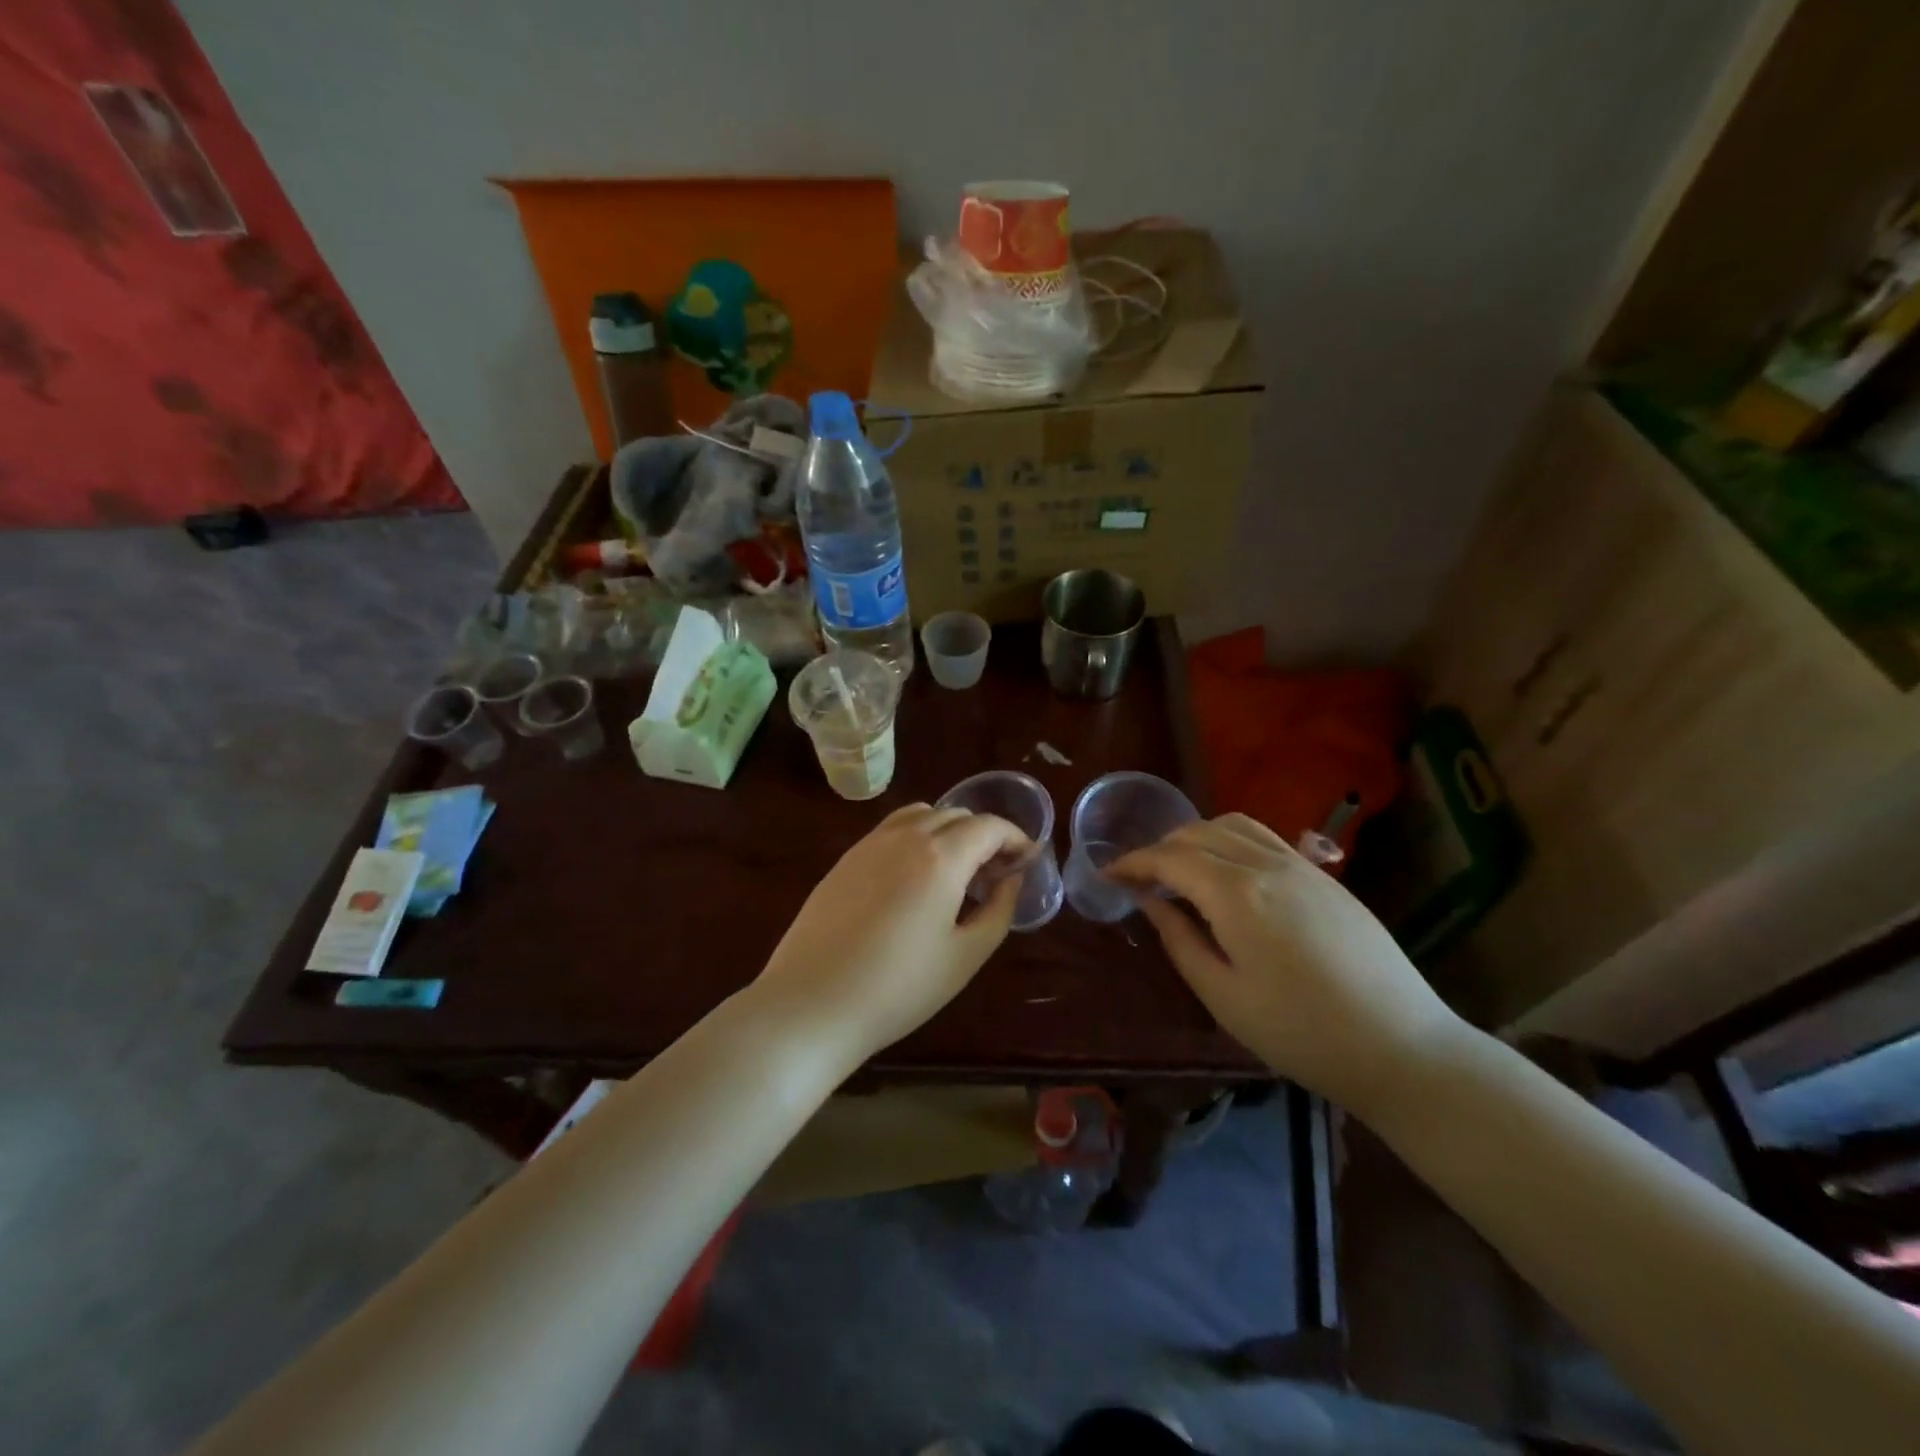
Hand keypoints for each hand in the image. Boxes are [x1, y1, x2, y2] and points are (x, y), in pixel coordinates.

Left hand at [749, 804, 1029, 1065]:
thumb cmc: (899, 988)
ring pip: (922, 814)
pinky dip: (918, 836)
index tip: (1027, 860)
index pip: (989, 826)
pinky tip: (916, 877)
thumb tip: (1010, 878)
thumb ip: (998, 910)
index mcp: (940, 856)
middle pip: (956, 814)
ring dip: (949, 829)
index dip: (1015, 838)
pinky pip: (892, 830)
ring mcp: (870, 844)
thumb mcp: (965, 956)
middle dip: (985, 834)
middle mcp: (905, 836)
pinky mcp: (846, 859)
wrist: (812, 1003)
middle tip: (996, 872)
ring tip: (957, 869)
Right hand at [1110, 813, 1466, 1116]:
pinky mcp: (1325, 878)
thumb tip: (1150, 902)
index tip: (1107, 875)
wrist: (1402, 1048)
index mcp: (1237, 895)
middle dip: (1160, 848)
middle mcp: (1267, 865)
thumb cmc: (1301, 1033)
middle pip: (1198, 833)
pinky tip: (1227, 873)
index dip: (1133, 863)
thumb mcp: (1224, 996)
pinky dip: (1230, 840)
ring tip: (1179, 868)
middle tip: (1139, 878)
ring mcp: (1302, 867)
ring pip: (1234, 825)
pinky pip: (1264, 838)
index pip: (1170, 859)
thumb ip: (1180, 940)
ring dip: (1196, 837)